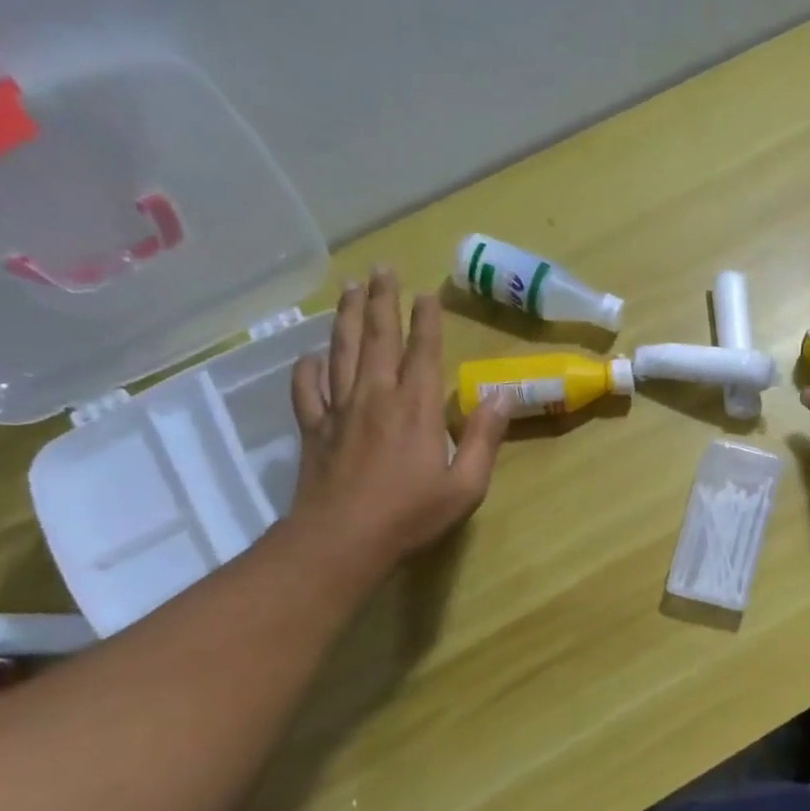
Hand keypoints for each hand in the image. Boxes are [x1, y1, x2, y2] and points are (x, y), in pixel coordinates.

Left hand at [288, 267, 510, 569]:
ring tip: (350, 288)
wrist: (341, 541)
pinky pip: (308, 388)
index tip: (425, 293)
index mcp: (415, 408)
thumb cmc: (411, 516)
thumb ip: (483, 437)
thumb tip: (501, 395)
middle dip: (381, 301)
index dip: (425, 320)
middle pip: (377, 338)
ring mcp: (339, 410)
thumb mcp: (466, 485)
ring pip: (341, 351)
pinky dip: (309, 366)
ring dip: (347, 317)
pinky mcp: (314, 428)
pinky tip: (312, 354)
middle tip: (380, 268)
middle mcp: (376, 397)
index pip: (422, 352)